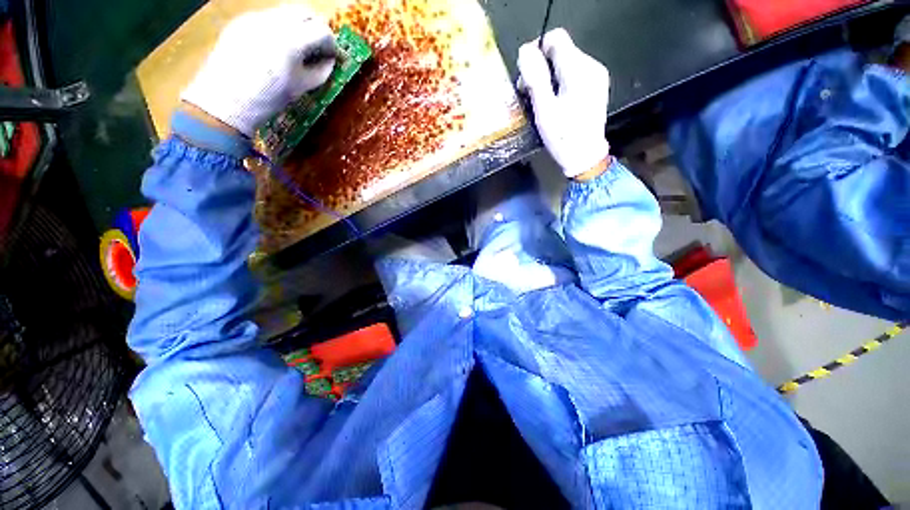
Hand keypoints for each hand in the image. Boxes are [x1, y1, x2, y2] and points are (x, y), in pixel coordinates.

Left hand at [182, 5, 336, 136]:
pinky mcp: (241, 21)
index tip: (332, 56)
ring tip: (297, 48)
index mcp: (291, 42)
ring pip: (286, 12)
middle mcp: (273, 22)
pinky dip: (279, 28)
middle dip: (316, 29)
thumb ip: (320, 71)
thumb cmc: (269, 99)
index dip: (331, 44)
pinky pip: (268, 17)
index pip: (322, 31)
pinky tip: (275, 48)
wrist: (226, 100)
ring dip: (298, 26)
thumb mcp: (301, 88)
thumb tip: (330, 61)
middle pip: (305, 13)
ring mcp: (255, 18)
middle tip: (318, 48)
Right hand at [518, 29, 610, 178]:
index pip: (556, 38)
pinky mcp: (596, 86)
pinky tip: (554, 102)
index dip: (537, 50)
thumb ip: (535, 78)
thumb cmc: (563, 136)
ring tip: (539, 100)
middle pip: (560, 50)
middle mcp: (591, 66)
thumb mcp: (544, 110)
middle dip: (541, 67)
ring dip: (548, 76)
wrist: (585, 156)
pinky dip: (559, 83)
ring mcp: (596, 76)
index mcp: (578, 70)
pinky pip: (573, 74)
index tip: (526, 74)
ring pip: (566, 62)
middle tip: (528, 92)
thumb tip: (525, 51)